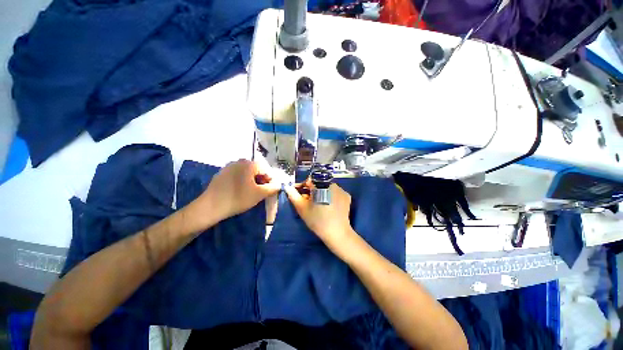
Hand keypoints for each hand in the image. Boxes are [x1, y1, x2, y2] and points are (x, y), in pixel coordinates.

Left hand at [197, 159, 280, 222]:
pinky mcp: (222, 173)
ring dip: (252, 181)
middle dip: (261, 180)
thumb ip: (272, 188)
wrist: (211, 206)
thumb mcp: (260, 194)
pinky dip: (242, 181)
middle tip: (260, 192)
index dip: (270, 180)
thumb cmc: (238, 198)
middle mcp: (239, 161)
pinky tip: (239, 191)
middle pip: (257, 170)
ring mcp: (229, 166)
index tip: (269, 191)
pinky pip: (237, 175)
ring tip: (250, 192)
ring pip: (247, 172)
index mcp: (249, 164)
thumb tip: (278, 184)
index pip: (266, 170)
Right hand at [285, 181, 354, 250]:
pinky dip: (331, 197)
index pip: (309, 180)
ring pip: (327, 188)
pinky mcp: (347, 196)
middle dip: (312, 191)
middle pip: (319, 184)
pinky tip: (329, 206)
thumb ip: (293, 195)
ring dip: (322, 193)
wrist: (337, 233)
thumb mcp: (302, 208)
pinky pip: (336, 193)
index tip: (300, 195)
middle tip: (308, 202)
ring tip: (319, 205)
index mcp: (320, 185)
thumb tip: (287, 186)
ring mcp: (341, 189)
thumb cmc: (317, 220)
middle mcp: (332, 184)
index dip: (303, 187)